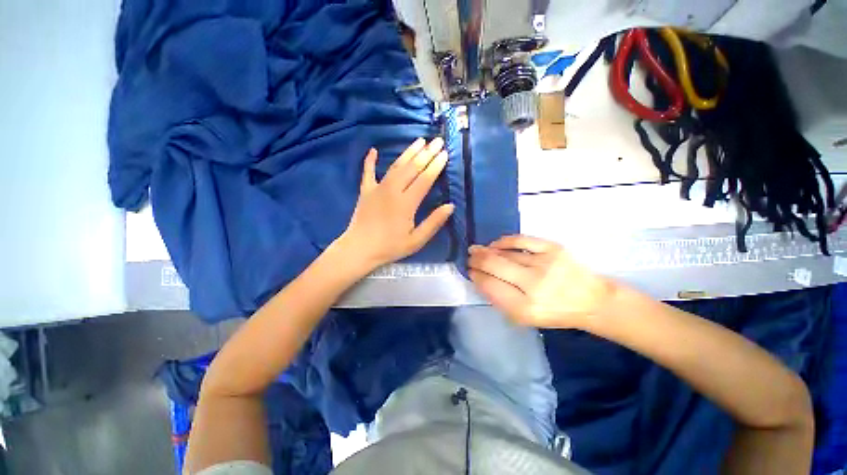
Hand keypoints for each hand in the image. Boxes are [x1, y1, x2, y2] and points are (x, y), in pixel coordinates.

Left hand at [337, 138, 453, 272]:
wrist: (359, 249)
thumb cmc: (390, 247)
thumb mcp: (416, 240)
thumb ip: (433, 223)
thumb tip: (450, 206)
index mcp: (406, 203)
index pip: (425, 179)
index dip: (436, 166)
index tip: (445, 154)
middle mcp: (393, 190)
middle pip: (412, 168)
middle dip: (426, 153)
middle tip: (437, 141)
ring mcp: (377, 188)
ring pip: (395, 166)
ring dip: (408, 152)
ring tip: (419, 140)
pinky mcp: (365, 191)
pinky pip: (368, 172)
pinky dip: (370, 161)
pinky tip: (374, 150)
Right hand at [468, 235, 615, 328]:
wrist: (591, 300)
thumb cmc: (553, 312)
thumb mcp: (524, 318)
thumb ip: (500, 300)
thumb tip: (480, 278)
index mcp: (525, 308)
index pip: (490, 286)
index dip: (476, 276)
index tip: (470, 271)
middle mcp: (533, 285)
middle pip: (494, 266)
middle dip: (476, 260)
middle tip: (470, 257)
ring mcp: (544, 264)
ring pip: (505, 253)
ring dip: (486, 251)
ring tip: (478, 250)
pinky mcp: (553, 249)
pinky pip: (521, 240)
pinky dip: (504, 241)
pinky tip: (495, 244)